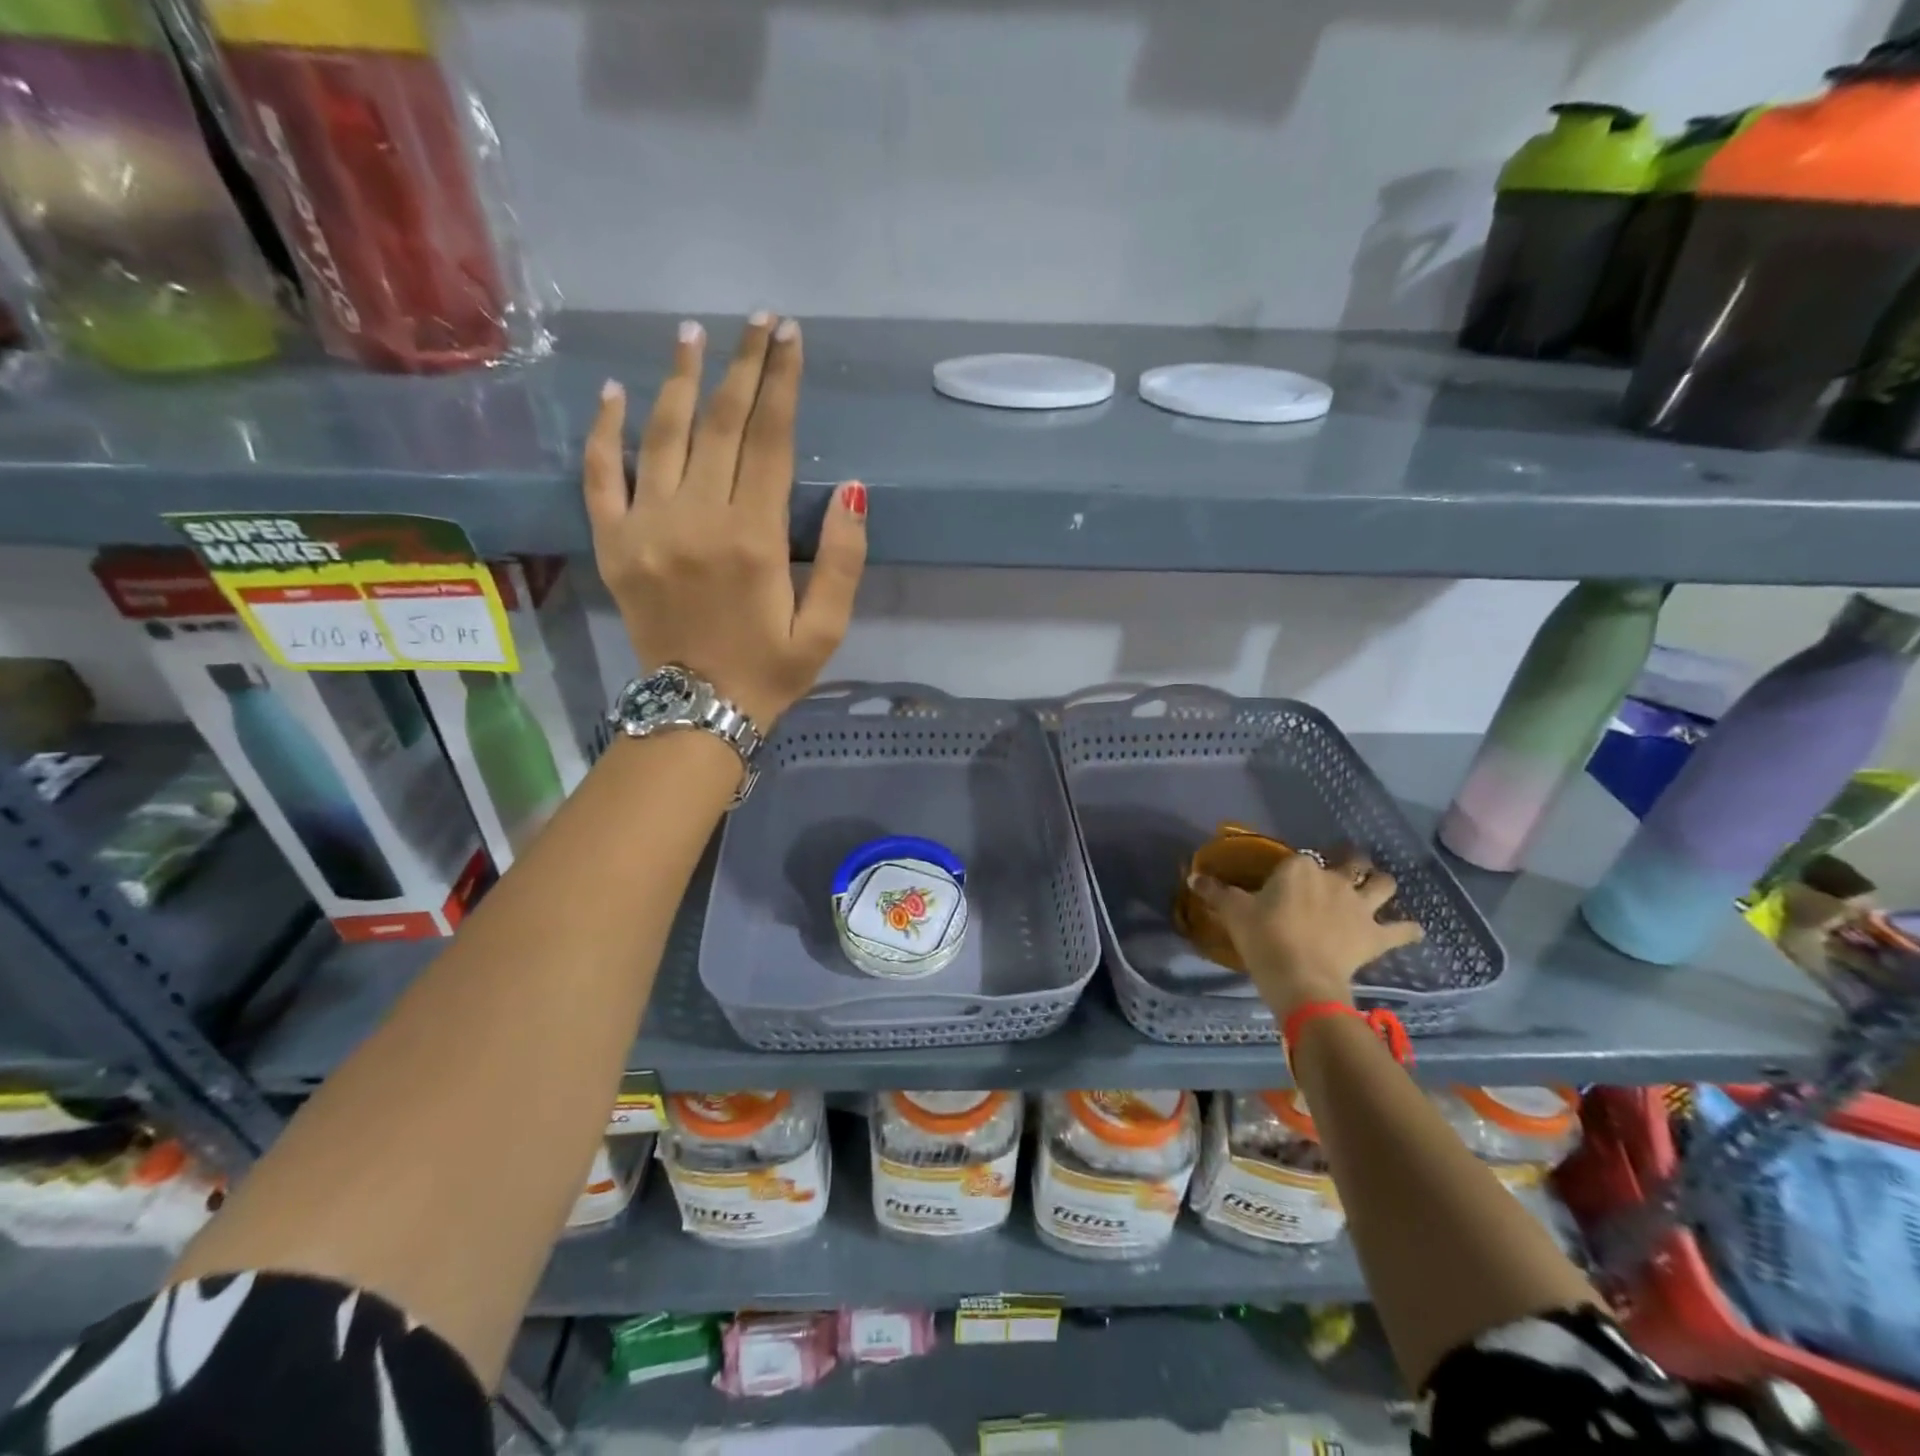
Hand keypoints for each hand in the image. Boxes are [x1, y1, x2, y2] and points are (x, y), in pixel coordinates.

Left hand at [584, 313, 867, 728]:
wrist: (696, 713)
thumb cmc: (770, 671)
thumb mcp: (826, 629)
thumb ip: (843, 560)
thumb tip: (854, 490)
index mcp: (753, 540)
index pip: (769, 441)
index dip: (781, 384)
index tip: (789, 336)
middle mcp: (696, 520)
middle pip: (719, 424)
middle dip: (741, 366)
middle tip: (756, 320)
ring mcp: (646, 528)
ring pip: (662, 435)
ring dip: (678, 379)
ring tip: (692, 333)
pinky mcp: (613, 544)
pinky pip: (601, 476)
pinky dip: (605, 431)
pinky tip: (615, 393)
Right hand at [1187, 852, 1423, 1015]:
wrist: (1300, 978)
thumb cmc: (1263, 939)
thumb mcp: (1233, 913)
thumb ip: (1215, 892)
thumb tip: (1192, 877)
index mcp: (1300, 868)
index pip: (1302, 858)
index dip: (1298, 868)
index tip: (1289, 880)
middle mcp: (1334, 879)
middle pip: (1351, 862)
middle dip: (1351, 863)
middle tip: (1343, 872)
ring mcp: (1360, 906)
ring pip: (1384, 884)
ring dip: (1382, 884)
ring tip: (1377, 890)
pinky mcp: (1376, 935)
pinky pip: (1403, 930)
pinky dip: (1408, 930)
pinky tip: (1410, 930)